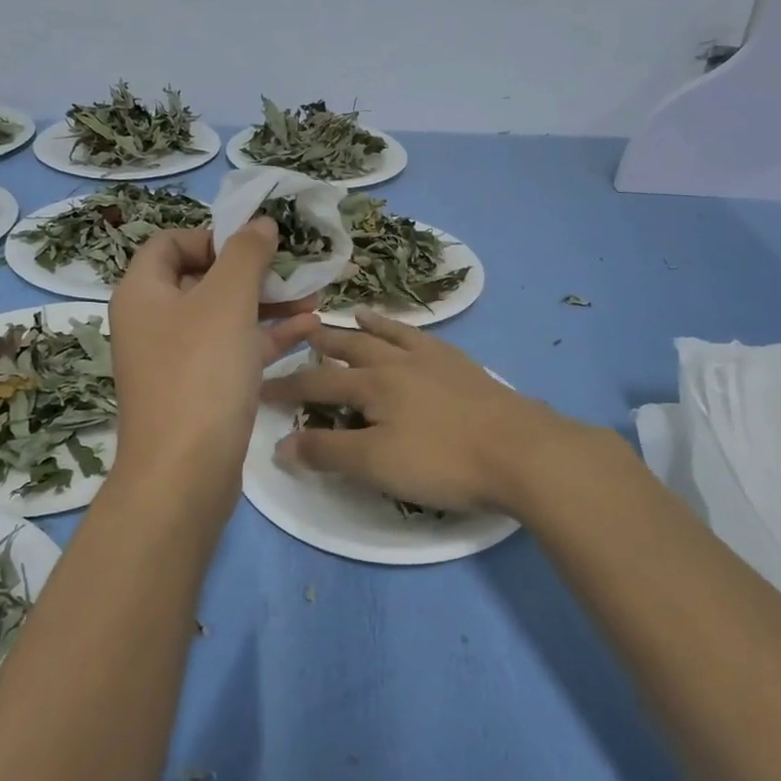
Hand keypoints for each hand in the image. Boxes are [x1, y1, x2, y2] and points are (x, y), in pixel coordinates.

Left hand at [109, 221, 317, 505]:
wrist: (185, 472)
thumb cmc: (200, 372)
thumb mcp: (227, 300)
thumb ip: (246, 254)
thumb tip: (260, 223)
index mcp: (143, 293)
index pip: (170, 243)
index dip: (212, 236)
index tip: (254, 245)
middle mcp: (153, 323)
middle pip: (204, 280)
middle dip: (254, 272)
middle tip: (296, 270)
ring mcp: (176, 361)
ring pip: (225, 318)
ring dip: (268, 305)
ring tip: (315, 297)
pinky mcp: (201, 392)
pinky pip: (235, 351)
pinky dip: (267, 338)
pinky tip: (309, 330)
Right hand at [262, 312, 581, 514]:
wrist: (520, 450)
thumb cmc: (442, 460)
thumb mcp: (376, 464)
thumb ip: (327, 452)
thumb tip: (279, 444)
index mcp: (373, 384)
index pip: (316, 384)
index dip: (286, 387)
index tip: (259, 387)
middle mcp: (399, 362)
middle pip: (352, 348)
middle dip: (323, 344)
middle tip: (302, 333)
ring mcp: (435, 360)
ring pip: (391, 336)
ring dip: (367, 327)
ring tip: (352, 316)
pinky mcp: (464, 367)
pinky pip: (426, 339)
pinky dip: (408, 332)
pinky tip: (412, 335)